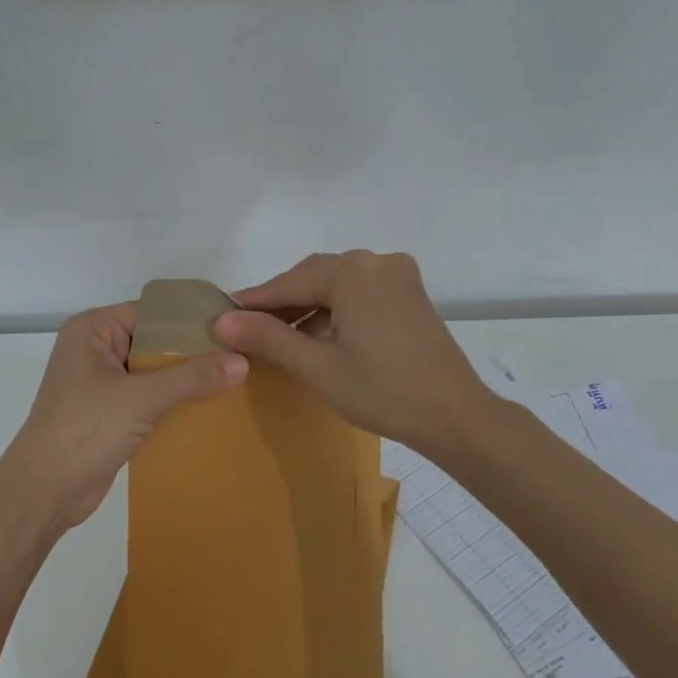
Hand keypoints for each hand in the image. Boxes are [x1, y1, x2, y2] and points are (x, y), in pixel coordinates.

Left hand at [0, 303, 247, 533]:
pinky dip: (174, 401)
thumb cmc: (84, 430)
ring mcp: (102, 382)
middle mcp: (96, 348)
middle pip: (155, 340)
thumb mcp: (141, 398)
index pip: (152, 312)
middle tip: (243, 354)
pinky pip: (150, 396)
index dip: (192, 320)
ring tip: (236, 379)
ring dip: (187, 379)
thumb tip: (243, 361)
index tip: (235, 327)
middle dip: (194, 351)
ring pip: (154, 371)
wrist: (43, 493)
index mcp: (93, 329)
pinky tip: (211, 406)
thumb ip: (192, 377)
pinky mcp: (109, 412)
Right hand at [213, 251, 492, 460]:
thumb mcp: (317, 366)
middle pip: (315, 277)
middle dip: (283, 302)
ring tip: (281, 336)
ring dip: (310, 306)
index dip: (256, 301)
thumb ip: (268, 338)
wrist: (455, 416)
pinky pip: (361, 291)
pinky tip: (321, 334)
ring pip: (338, 284)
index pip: (290, 282)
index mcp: (353, 271)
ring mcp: (398, 275)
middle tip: (250, 328)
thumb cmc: (382, 391)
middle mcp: (376, 261)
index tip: (224, 314)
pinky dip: (337, 309)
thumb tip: (222, 321)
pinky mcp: (410, 293)